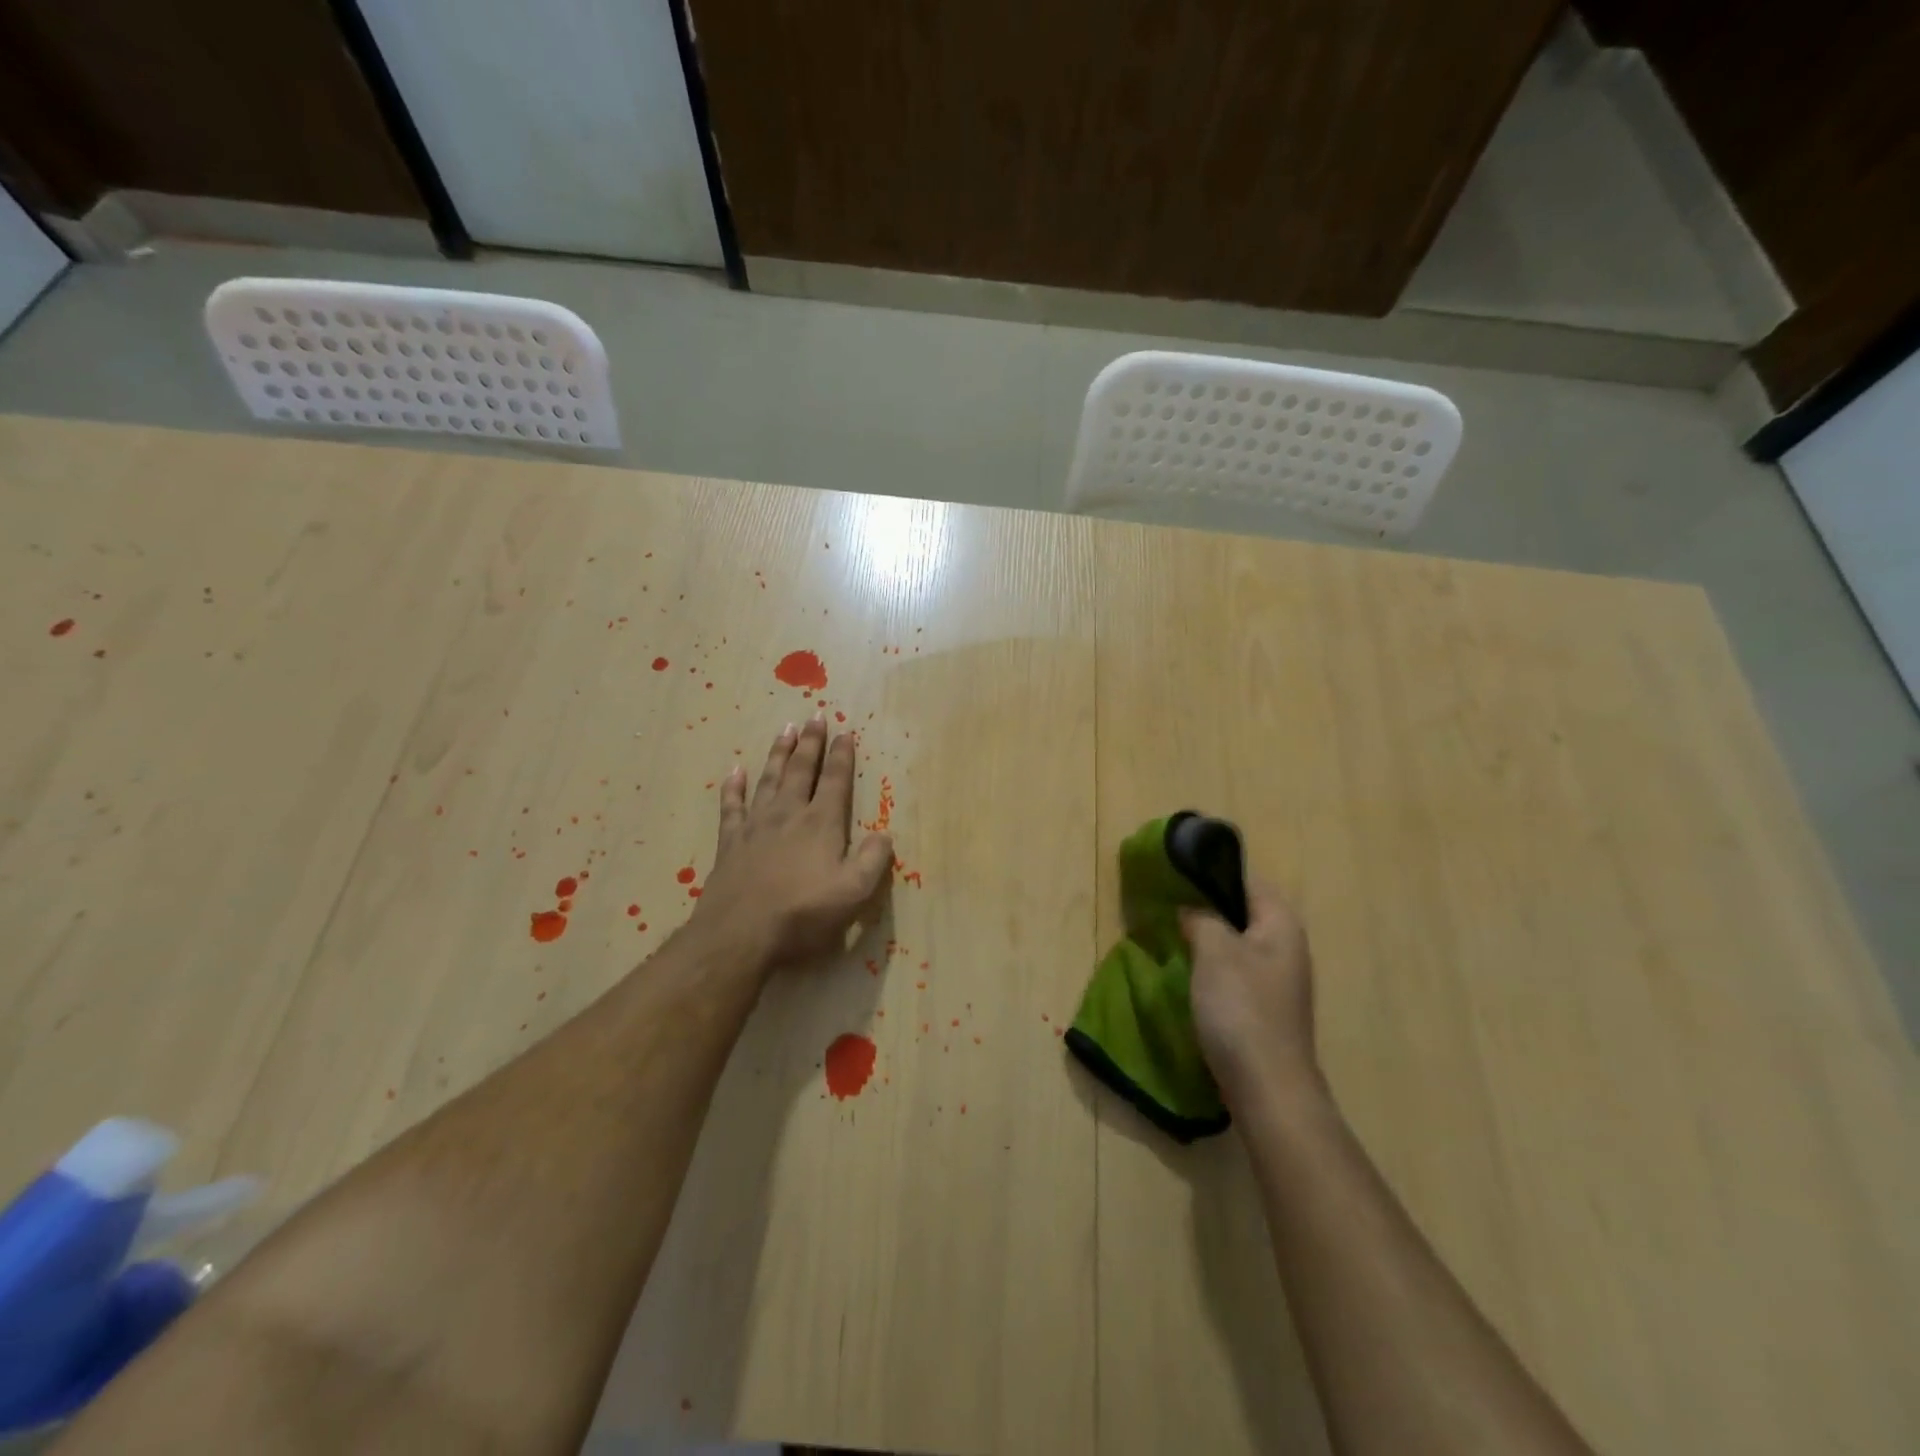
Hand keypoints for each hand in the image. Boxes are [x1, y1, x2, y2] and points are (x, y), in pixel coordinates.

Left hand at [690, 713, 893, 972]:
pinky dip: (734, 786)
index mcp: (822, 823)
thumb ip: (873, 860)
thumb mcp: (854, 892)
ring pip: (769, 779)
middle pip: (802, 770)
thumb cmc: (803, 913)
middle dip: (810, 742)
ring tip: (785, 729)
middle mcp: (789, 814)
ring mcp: (756, 826)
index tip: (844, 731)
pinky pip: (732, 806)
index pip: (836, 781)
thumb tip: (884, 835)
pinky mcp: (730, 842)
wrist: (740, 934)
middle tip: (814, 716)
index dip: (842, 755)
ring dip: (779, 753)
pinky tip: (735, 771)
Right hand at [1181, 881, 1317, 1105]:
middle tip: (1168, 903)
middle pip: (1243, 912)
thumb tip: (1191, 908)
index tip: (1176, 873)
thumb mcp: (1214, 951)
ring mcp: (1278, 981)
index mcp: (1281, 925)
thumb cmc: (1241, 1008)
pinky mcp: (1265, 1008)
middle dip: (1207, 906)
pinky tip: (1188, 973)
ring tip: (1172, 934)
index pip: (1248, 881)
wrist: (1267, 1086)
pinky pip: (1235, 972)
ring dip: (1208, 938)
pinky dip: (1213, 967)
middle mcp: (1286, 947)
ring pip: (1237, 944)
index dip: (1213, 873)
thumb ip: (1201, 918)